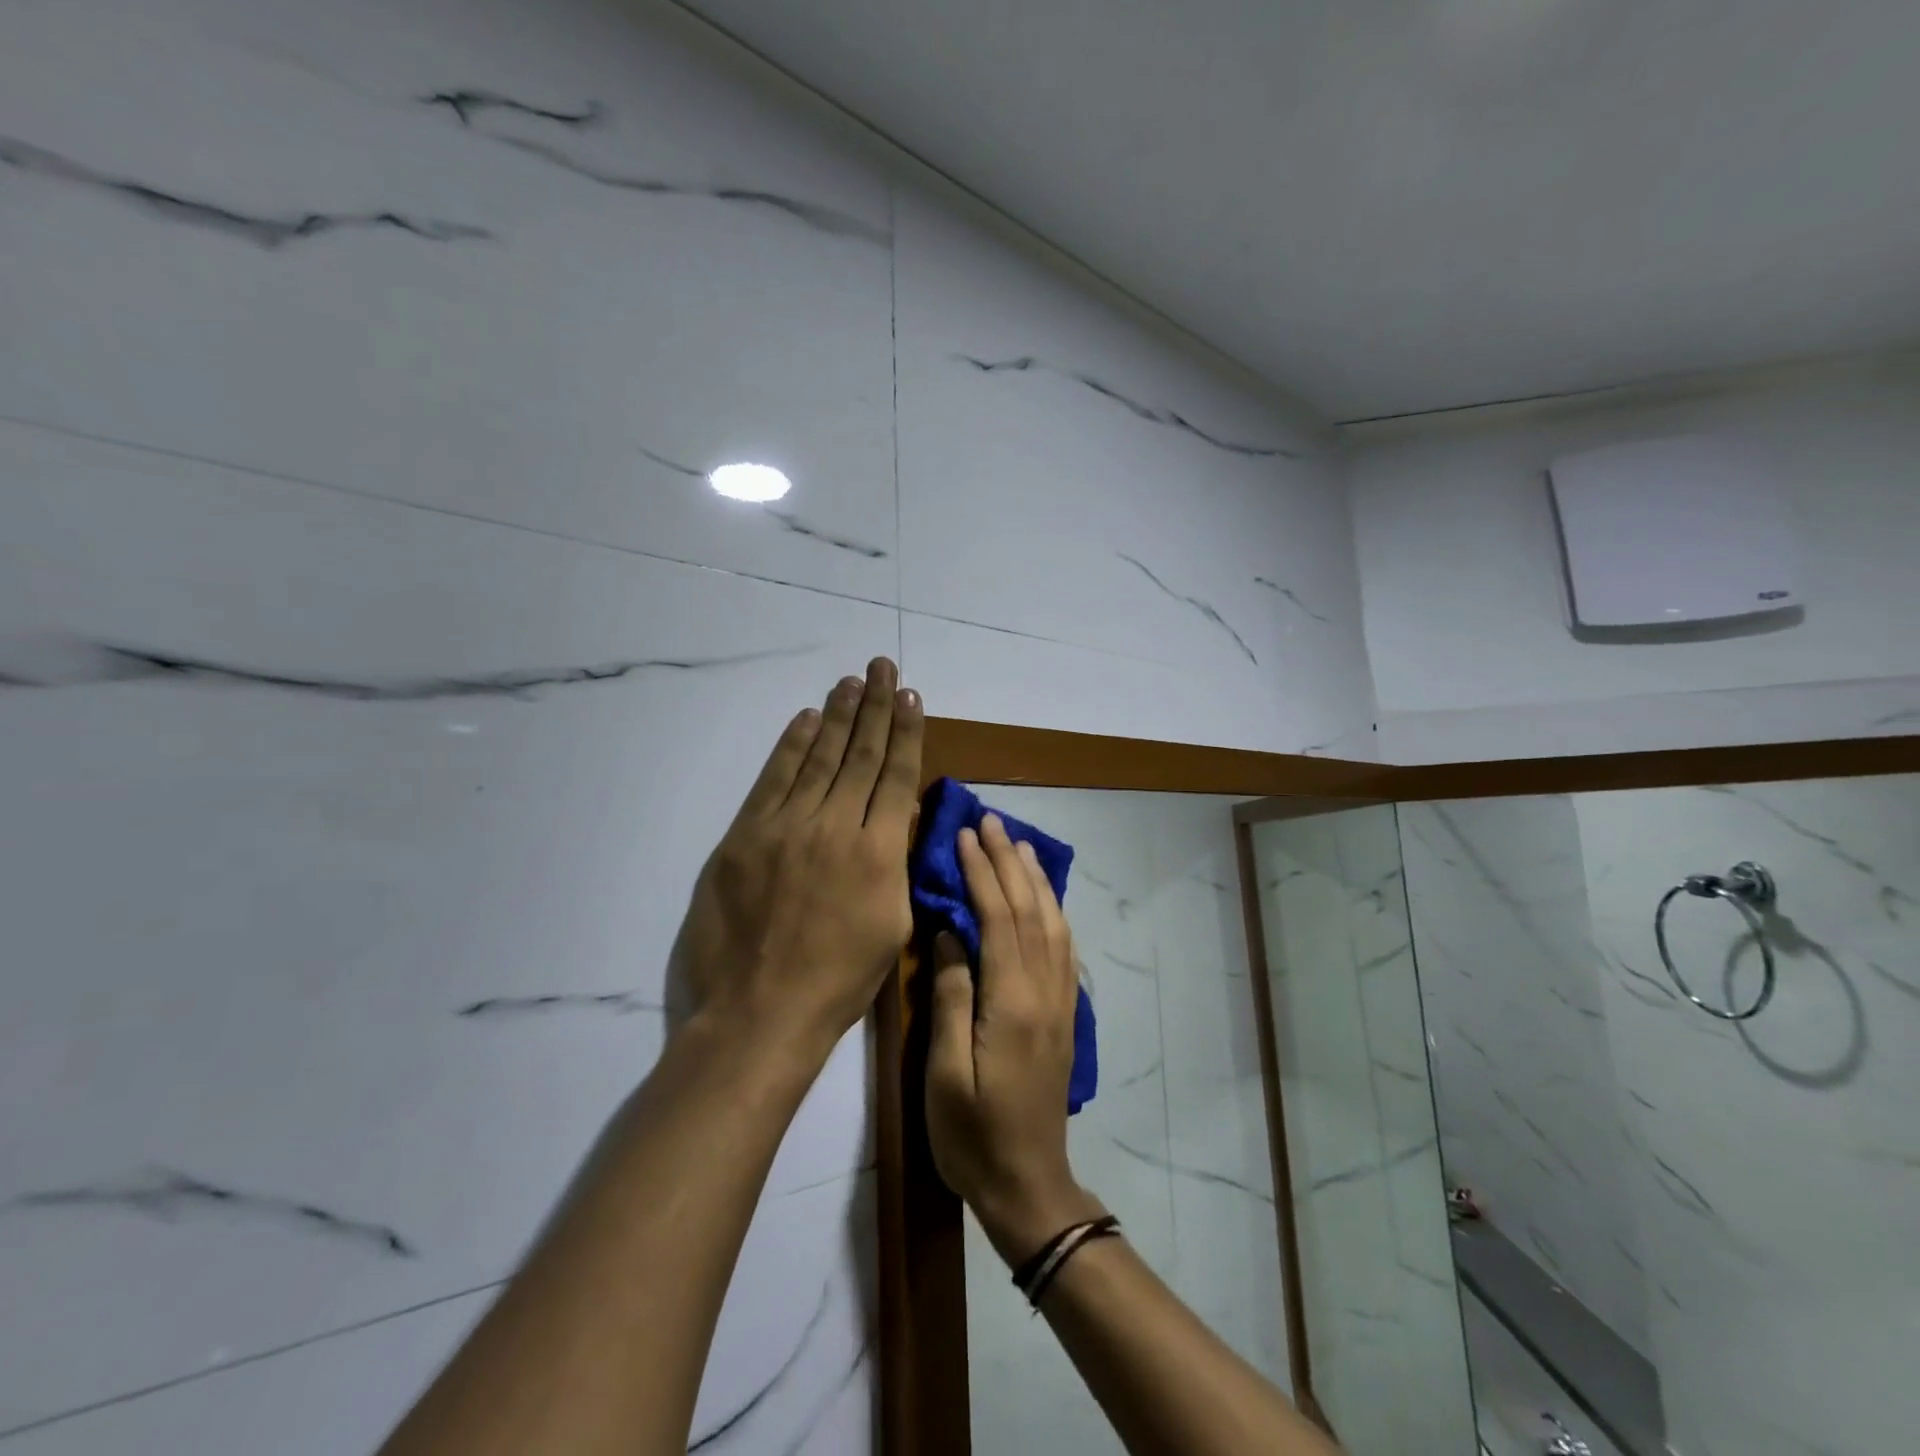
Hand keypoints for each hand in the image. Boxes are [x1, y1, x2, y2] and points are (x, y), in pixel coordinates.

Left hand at [669, 658, 922, 1068]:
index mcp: (879, 851)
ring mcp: (786, 826)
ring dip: (837, 715)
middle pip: (859, 754)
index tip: (910, 697)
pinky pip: (773, 779)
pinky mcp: (746, 835)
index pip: (895, 775)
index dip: (905, 732)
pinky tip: (807, 719)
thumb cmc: (839, 980)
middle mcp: (835, 825)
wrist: (760, 1013)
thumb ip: (896, 864)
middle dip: (875, 707)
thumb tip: (896, 817)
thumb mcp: (892, 925)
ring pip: (818, 757)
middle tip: (883, 667)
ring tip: (851, 681)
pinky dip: (790, 746)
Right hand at [925, 815, 1105, 1264]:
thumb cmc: (972, 1134)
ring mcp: (1059, 1001)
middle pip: (1029, 910)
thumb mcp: (945, 1072)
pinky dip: (1053, 911)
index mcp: (1011, 1001)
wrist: (1028, 1184)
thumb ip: (951, 996)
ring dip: (1036, 879)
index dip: (982, 872)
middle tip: (992, 821)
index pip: (998, 917)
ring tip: (1021, 845)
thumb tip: (950, 932)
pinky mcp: (1064, 1014)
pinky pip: (1063, 947)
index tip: (965, 835)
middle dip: (1010, 861)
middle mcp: (1043, 991)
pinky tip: (1044, 898)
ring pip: (1052, 923)